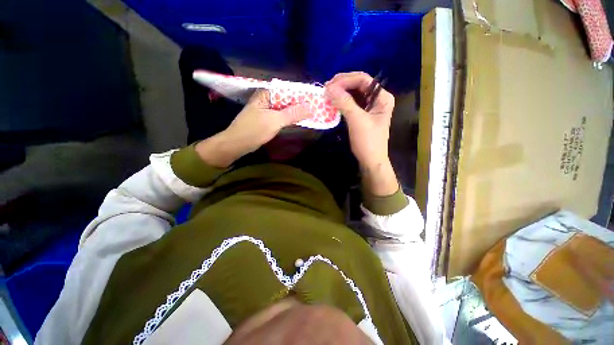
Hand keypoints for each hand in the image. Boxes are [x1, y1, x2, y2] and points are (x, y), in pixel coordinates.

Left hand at [195, 90, 309, 167]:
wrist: (236, 145)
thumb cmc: (254, 130)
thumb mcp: (274, 121)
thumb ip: (292, 114)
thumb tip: (311, 108)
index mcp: (266, 94)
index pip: (287, 90)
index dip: (301, 95)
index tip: (314, 100)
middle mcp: (266, 99)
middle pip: (287, 100)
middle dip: (300, 104)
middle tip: (316, 108)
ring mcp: (266, 110)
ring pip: (284, 109)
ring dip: (296, 112)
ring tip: (311, 114)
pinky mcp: (267, 120)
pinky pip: (281, 117)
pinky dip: (289, 119)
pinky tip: (298, 121)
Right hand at [325, 72, 398, 195]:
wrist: (370, 161)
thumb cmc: (367, 142)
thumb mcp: (357, 121)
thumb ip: (344, 102)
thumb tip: (328, 87)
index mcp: (382, 97)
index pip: (363, 80)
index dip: (346, 80)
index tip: (329, 85)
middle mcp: (377, 99)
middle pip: (358, 85)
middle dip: (342, 85)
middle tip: (326, 88)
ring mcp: (369, 107)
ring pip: (353, 93)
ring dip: (340, 92)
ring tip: (327, 94)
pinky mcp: (362, 114)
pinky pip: (350, 103)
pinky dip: (341, 102)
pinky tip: (332, 102)